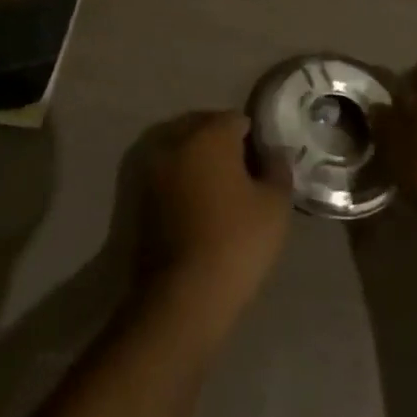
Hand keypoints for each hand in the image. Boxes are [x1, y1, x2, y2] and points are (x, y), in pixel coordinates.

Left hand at [139, 112, 292, 334]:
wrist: (181, 297)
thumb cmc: (236, 242)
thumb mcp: (275, 206)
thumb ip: (278, 169)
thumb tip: (273, 152)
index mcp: (209, 133)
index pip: (237, 119)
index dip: (255, 140)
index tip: (264, 166)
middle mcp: (175, 140)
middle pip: (205, 128)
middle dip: (224, 144)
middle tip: (244, 177)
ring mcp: (152, 167)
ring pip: (182, 150)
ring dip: (199, 162)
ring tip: (220, 194)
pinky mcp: (138, 196)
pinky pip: (168, 174)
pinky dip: (182, 182)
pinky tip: (198, 209)